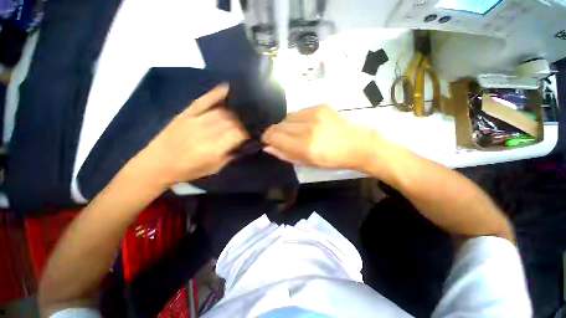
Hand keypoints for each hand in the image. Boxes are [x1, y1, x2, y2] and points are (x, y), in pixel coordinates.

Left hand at [138, 84, 248, 185]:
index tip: (252, 134)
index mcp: (214, 148)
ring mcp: (196, 119)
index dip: (247, 133)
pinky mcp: (187, 113)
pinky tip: (228, 88)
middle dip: (243, 122)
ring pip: (222, 111)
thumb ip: (230, 155)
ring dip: (235, 112)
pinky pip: (204, 100)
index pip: (238, 134)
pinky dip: (216, 93)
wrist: (157, 163)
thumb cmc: (188, 170)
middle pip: (232, 121)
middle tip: (249, 124)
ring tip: (242, 113)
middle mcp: (206, 131)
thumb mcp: (214, 168)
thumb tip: (244, 144)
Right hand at [261, 104, 377, 169]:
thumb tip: (268, 147)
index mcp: (305, 146)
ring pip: (288, 116)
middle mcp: (308, 127)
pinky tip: (306, 125)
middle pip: (279, 125)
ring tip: (295, 132)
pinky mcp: (321, 105)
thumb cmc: (332, 159)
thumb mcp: (307, 163)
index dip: (267, 138)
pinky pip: (299, 111)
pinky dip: (297, 119)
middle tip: (279, 138)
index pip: (275, 136)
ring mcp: (315, 113)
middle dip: (275, 132)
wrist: (357, 144)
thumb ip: (285, 154)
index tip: (266, 140)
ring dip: (286, 125)